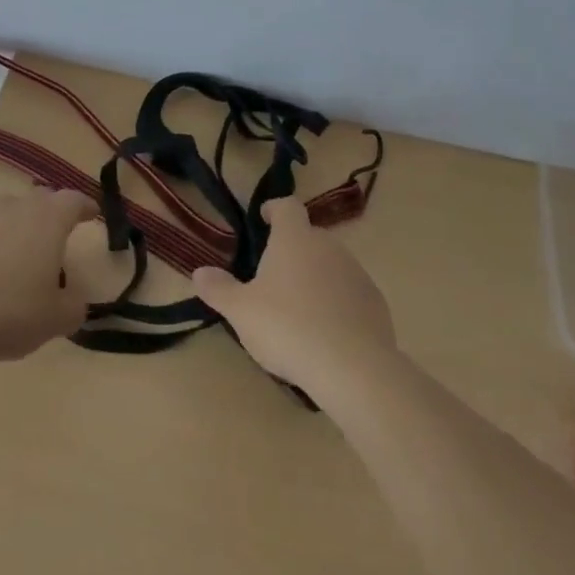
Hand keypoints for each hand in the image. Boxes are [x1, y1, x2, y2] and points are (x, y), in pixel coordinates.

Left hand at [0, 189, 94, 363]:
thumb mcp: (55, 319)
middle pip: (41, 200)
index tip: (92, 215)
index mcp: (49, 218)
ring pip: (9, 213)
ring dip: (19, 229)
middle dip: (53, 216)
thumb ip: (74, 306)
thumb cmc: (8, 310)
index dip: (86, 207)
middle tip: (58, 241)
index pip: (74, 200)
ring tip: (21, 260)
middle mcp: (16, 206)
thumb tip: (74, 300)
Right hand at [191, 198, 395, 386]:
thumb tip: (199, 272)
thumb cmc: (287, 327)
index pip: (286, 207)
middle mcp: (328, 246)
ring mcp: (356, 273)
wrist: (352, 367)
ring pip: (330, 265)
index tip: (264, 218)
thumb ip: (218, 289)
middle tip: (272, 277)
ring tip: (298, 308)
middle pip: (308, 237)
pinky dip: (336, 302)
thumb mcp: (241, 311)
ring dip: (315, 277)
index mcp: (295, 239)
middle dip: (292, 250)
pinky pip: (349, 293)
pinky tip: (325, 331)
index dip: (274, 209)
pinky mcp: (375, 303)